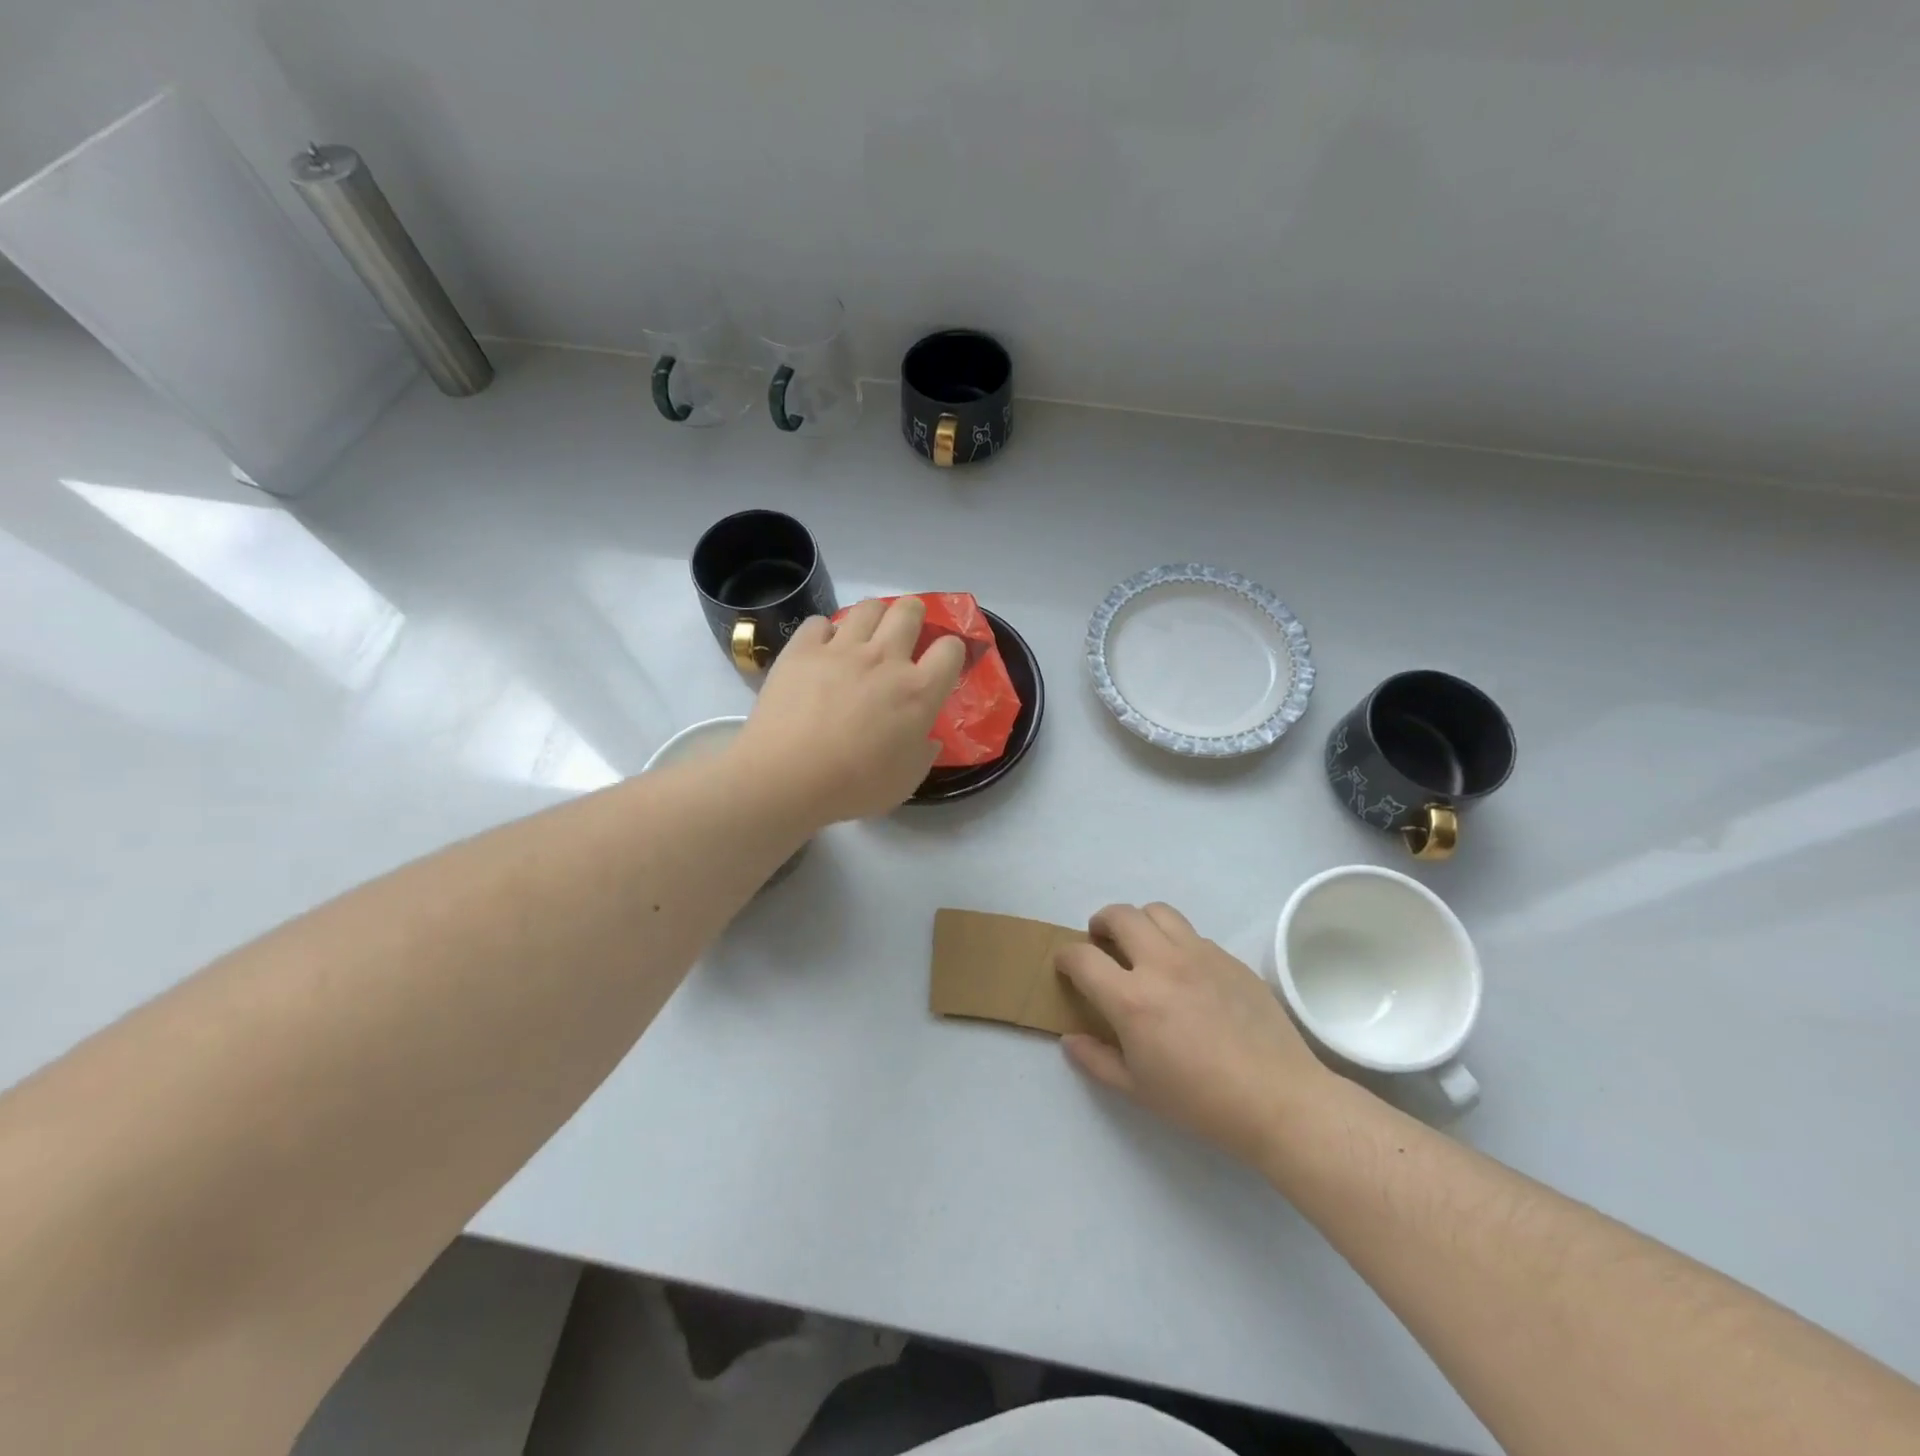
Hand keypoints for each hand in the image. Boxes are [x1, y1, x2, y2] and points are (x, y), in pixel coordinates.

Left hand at [733, 596, 966, 824]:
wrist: (787, 776)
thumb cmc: (854, 785)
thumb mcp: (906, 781)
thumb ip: (923, 753)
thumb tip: (928, 738)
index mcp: (918, 691)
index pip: (950, 649)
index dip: (951, 650)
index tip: (941, 663)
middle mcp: (885, 659)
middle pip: (910, 610)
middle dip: (914, 615)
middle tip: (905, 635)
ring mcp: (841, 649)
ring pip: (868, 607)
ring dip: (874, 616)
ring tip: (866, 635)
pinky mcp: (802, 649)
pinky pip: (819, 622)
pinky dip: (824, 633)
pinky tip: (821, 650)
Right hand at [1056, 903, 1339, 1167]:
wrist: (1278, 1099)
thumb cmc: (1201, 1102)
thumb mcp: (1137, 1090)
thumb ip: (1096, 1060)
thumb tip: (1070, 1039)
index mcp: (1132, 999)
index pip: (1082, 957)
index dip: (1065, 957)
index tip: (1065, 965)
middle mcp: (1162, 964)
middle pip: (1120, 915)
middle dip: (1100, 923)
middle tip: (1101, 942)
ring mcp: (1199, 955)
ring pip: (1158, 911)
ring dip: (1139, 922)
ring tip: (1141, 946)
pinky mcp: (1229, 958)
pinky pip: (1193, 934)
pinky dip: (1176, 942)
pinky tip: (1184, 972)